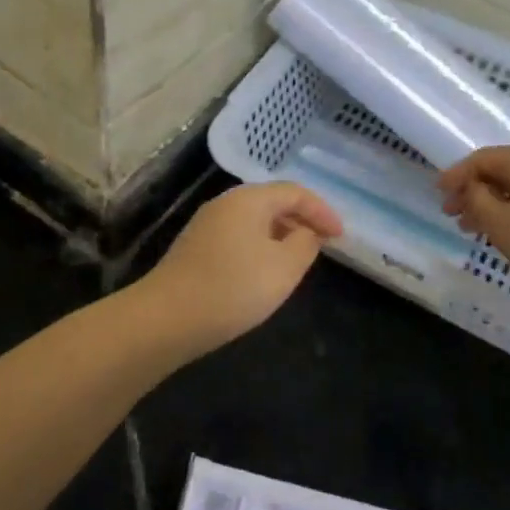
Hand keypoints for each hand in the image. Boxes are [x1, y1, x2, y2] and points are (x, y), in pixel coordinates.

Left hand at [138, 183, 342, 352]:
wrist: (168, 317)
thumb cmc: (234, 287)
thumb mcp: (284, 267)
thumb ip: (305, 244)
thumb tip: (307, 232)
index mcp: (249, 198)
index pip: (294, 192)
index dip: (322, 211)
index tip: (341, 236)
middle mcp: (225, 202)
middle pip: (272, 201)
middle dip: (301, 220)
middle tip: (322, 245)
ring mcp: (206, 224)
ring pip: (253, 220)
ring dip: (280, 234)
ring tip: (297, 259)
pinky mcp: (195, 247)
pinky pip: (238, 236)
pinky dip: (259, 246)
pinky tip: (263, 272)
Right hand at [438, 147, 509, 308]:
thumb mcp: (500, 224)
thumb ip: (476, 200)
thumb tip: (472, 188)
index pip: (482, 158)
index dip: (456, 175)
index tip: (439, 195)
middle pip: (504, 170)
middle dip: (476, 191)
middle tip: (455, 216)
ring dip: (497, 203)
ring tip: (479, 230)